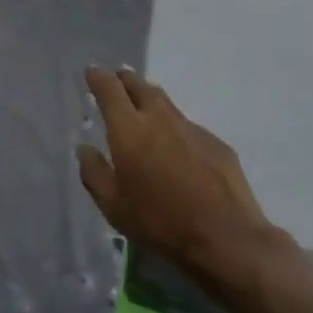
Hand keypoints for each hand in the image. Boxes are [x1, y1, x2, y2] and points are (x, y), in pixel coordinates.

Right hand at [78, 68, 272, 271]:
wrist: (227, 240)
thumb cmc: (161, 223)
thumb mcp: (113, 207)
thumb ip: (94, 173)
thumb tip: (85, 149)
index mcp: (129, 129)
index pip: (109, 89)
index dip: (98, 77)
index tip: (92, 72)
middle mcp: (159, 118)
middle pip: (139, 86)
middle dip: (126, 80)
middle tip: (118, 81)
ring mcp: (191, 128)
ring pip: (166, 103)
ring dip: (151, 99)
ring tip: (145, 106)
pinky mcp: (216, 144)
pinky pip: (189, 127)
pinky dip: (177, 129)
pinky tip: (179, 149)